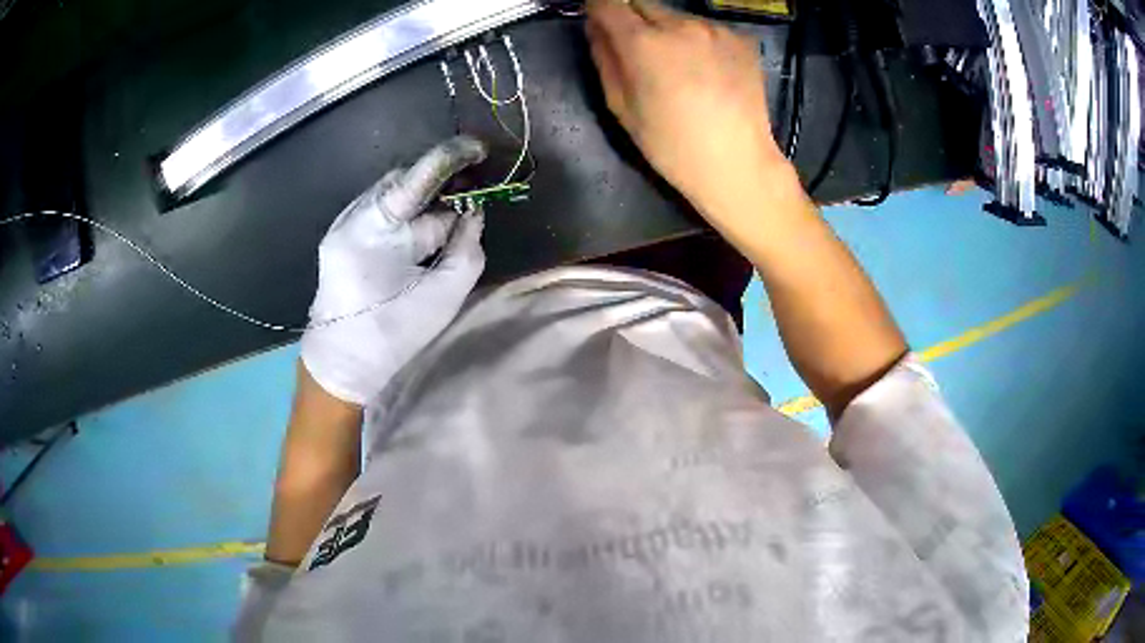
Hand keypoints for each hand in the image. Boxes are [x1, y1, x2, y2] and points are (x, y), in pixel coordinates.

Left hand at [301, 137, 487, 405]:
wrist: (339, 364)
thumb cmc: (390, 335)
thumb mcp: (442, 297)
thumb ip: (466, 250)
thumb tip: (474, 215)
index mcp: (374, 229)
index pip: (417, 176)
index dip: (452, 157)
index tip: (480, 149)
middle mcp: (354, 215)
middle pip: (405, 181)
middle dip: (441, 183)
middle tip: (474, 193)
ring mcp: (345, 223)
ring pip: (396, 195)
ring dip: (427, 202)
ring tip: (454, 216)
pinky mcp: (344, 235)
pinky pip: (385, 212)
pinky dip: (411, 216)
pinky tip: (426, 233)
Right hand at [586, 0, 789, 216]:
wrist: (738, 163)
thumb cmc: (672, 145)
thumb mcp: (622, 108)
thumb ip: (605, 59)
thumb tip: (597, 29)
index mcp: (643, 42)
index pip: (608, 3)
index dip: (599, 9)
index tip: (600, 21)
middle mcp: (680, 24)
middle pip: (643, 4)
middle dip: (634, 20)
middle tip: (641, 52)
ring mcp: (715, 29)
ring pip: (677, 16)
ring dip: (669, 31)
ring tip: (681, 67)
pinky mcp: (741, 38)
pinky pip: (707, 29)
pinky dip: (699, 41)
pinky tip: (709, 72)